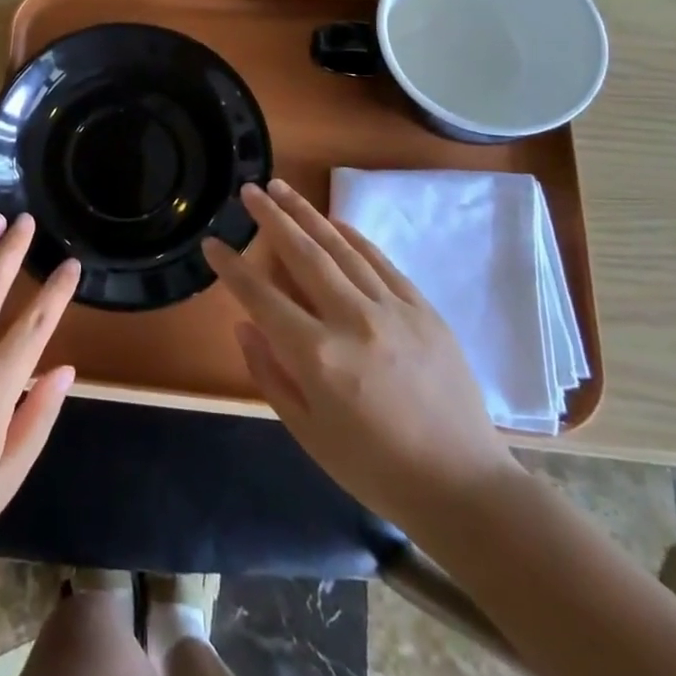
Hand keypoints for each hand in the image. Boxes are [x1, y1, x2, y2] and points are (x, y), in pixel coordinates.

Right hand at [202, 180, 517, 537]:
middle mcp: (352, 320)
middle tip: (249, 190)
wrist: (463, 487)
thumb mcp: (307, 432)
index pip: (261, 296)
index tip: (212, 242)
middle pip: (302, 254)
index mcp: (317, 355)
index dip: (232, 267)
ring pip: (341, 248)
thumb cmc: (374, 469)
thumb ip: (270, 373)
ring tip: (281, 188)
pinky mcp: (423, 310)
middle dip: (271, 217)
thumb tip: (245, 324)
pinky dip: (353, 237)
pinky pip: (381, 261)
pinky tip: (334, 221)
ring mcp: (392, 310)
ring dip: (307, 214)